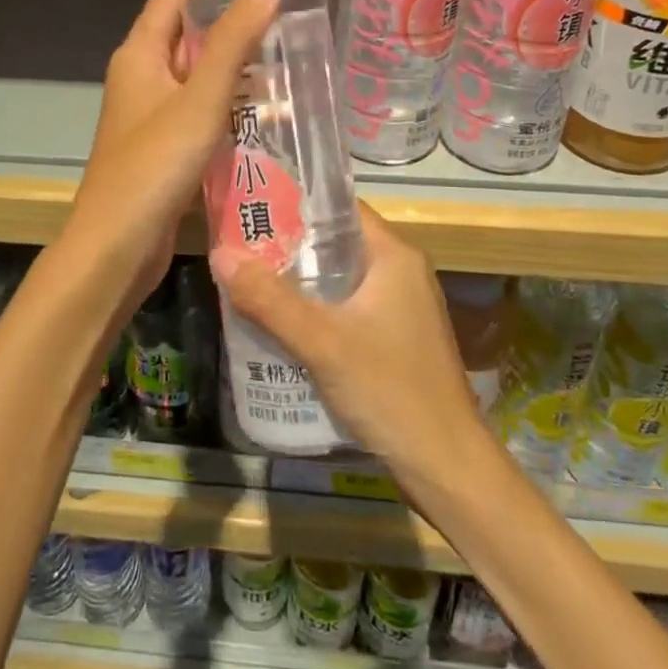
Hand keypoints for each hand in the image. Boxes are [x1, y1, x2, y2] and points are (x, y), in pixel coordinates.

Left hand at [63, 0, 281, 314]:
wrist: (117, 247)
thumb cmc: (155, 165)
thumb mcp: (200, 99)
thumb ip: (233, 42)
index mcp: (138, 56)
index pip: (172, 1)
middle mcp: (139, 79)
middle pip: (184, 39)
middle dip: (230, 32)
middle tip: (284, 30)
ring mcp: (148, 117)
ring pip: (194, 80)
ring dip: (232, 73)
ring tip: (284, 68)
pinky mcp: (161, 149)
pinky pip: (196, 115)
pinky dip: (225, 109)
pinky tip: (263, 117)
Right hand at [214, 203, 486, 478]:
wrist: (447, 467)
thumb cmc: (390, 391)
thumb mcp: (323, 342)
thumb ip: (269, 299)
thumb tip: (220, 254)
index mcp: (394, 256)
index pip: (340, 208)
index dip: (296, 202)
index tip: (251, 205)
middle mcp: (401, 272)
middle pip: (336, 242)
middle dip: (288, 244)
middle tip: (239, 245)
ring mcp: (401, 307)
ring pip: (340, 278)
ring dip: (299, 280)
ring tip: (249, 279)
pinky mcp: (395, 338)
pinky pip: (347, 307)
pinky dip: (316, 308)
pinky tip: (281, 323)